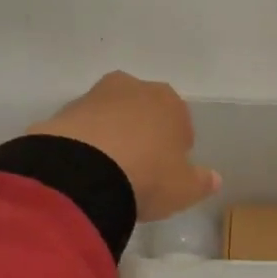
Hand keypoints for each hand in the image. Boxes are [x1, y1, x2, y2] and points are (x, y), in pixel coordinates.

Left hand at [29, 72, 220, 222]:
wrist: (83, 173)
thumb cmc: (147, 176)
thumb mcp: (184, 188)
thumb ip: (201, 181)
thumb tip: (213, 178)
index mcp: (169, 101)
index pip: (180, 120)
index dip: (176, 146)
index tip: (169, 170)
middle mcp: (133, 88)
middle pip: (142, 111)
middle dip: (142, 133)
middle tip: (139, 168)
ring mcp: (94, 97)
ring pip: (110, 116)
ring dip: (111, 136)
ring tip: (107, 172)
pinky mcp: (63, 112)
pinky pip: (81, 130)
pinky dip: (84, 145)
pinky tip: (84, 171)